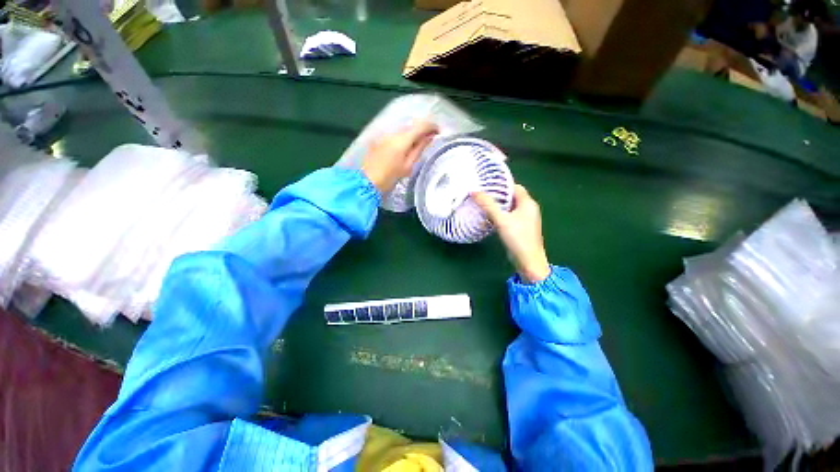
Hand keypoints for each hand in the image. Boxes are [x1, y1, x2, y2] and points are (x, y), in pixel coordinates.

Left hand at [362, 121, 438, 193]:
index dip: (432, 126)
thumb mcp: (408, 165)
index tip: (439, 132)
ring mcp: (384, 135)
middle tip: (431, 139)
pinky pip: (395, 135)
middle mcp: (393, 132)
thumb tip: (430, 137)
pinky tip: (405, 147)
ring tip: (420, 144)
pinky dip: (403, 138)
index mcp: (402, 139)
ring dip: (413, 134)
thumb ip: (419, 149)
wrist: (367, 182)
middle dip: (423, 130)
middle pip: (412, 126)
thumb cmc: (390, 177)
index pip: (421, 125)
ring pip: (403, 130)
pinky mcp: (379, 139)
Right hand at [472, 185, 550, 282]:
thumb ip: (488, 205)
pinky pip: (509, 216)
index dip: (501, 185)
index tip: (486, 185)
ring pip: (510, 207)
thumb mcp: (501, 219)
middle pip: (512, 197)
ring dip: (498, 206)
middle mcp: (528, 209)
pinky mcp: (521, 228)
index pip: (514, 187)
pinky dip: (500, 215)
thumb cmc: (517, 237)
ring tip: (482, 204)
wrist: (528, 261)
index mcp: (528, 203)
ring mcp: (525, 219)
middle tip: (481, 195)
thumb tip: (474, 191)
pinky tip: (489, 218)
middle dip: (497, 195)